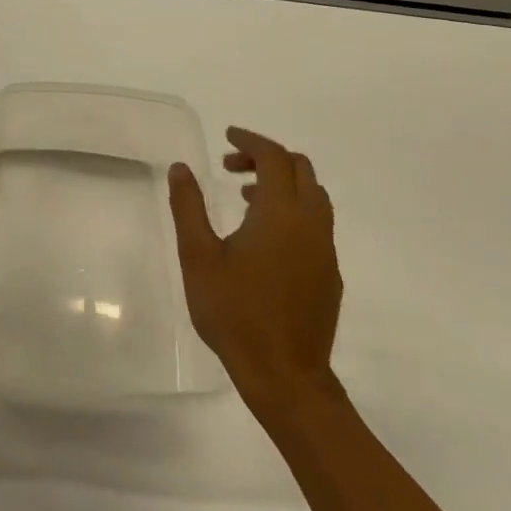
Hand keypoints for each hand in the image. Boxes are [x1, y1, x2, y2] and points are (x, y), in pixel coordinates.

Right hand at [167, 128, 343, 426]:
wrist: (285, 374)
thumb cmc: (235, 312)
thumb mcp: (198, 256)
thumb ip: (189, 207)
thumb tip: (181, 168)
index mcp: (280, 213)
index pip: (274, 157)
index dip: (251, 140)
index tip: (227, 136)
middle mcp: (311, 223)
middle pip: (301, 170)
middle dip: (267, 158)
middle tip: (231, 165)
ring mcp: (325, 250)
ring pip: (313, 196)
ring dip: (282, 184)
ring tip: (243, 197)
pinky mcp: (328, 273)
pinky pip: (315, 223)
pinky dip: (292, 209)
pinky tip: (262, 237)